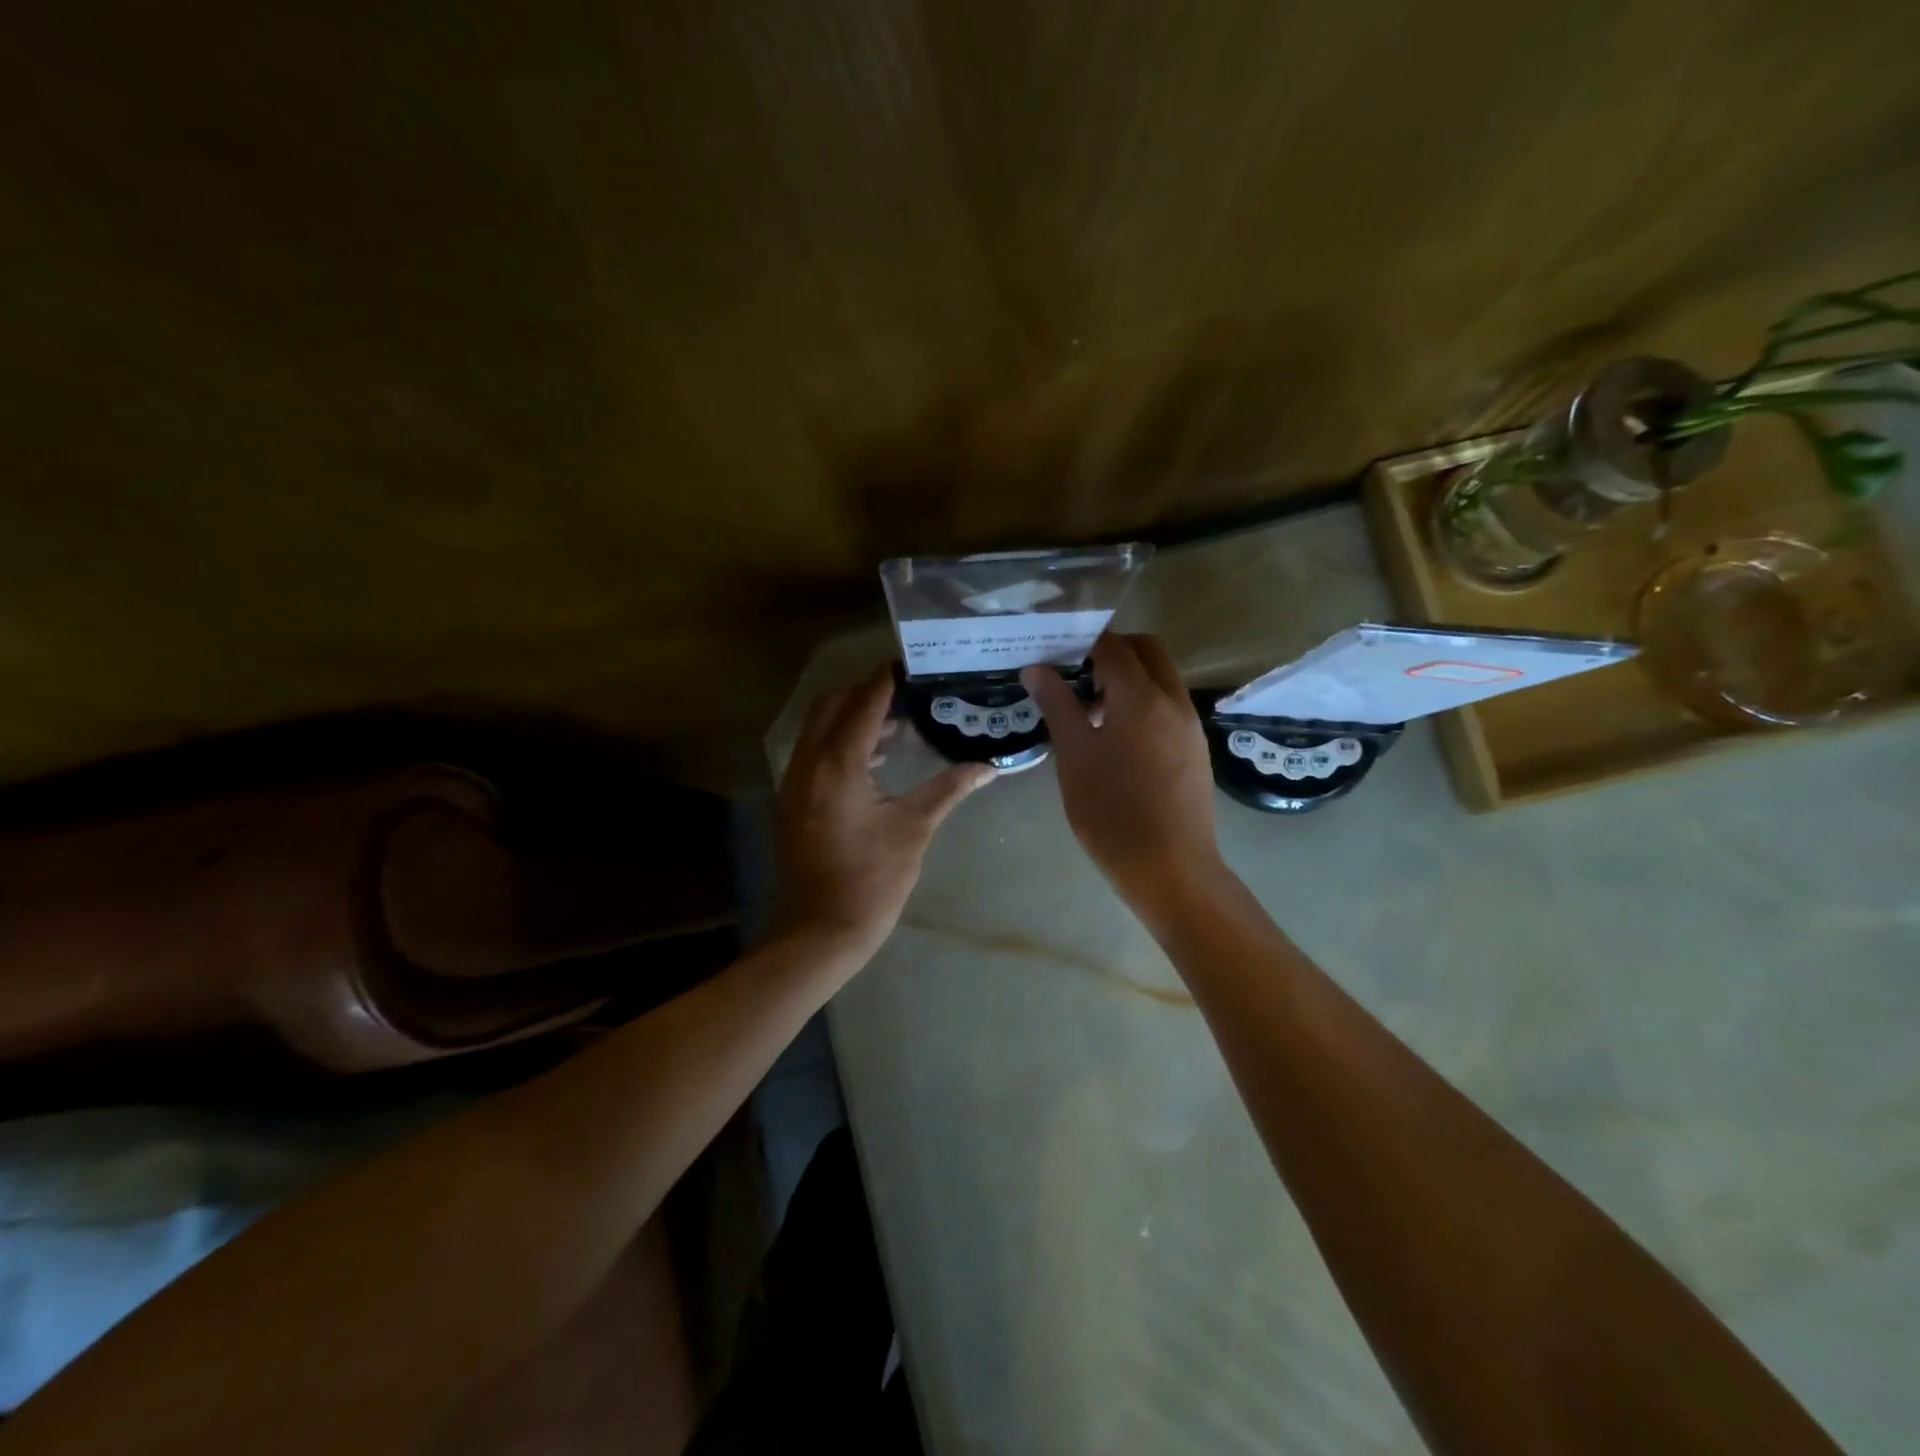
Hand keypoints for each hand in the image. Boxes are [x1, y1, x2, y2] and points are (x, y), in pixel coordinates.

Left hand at [771, 666, 994, 962]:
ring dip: (851, 716)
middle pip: (832, 704)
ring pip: (818, 727)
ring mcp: (794, 781)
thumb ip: (948, 789)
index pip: (864, 703)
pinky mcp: (793, 799)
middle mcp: (808, 763)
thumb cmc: (870, 881)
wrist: (818, 933)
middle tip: (906, 692)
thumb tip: (989, 766)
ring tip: (897, 721)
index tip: (912, 661)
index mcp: (838, 765)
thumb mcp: (914, 830)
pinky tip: (875, 759)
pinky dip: (840, 741)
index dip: (887, 679)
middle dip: (865, 691)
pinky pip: (814, 751)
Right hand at [1021, 633, 1223, 914]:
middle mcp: (1173, 701)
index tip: (1056, 654)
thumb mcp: (1074, 756)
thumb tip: (1036, 669)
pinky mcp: (1196, 749)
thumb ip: (1057, 706)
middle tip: (1077, 677)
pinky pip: (1169, 706)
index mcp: (1141, 698)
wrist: (1170, 869)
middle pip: (1147, 651)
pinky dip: (1144, 703)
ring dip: (1129, 679)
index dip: (1082, 642)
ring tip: (1092, 713)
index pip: (1113, 646)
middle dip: (1112, 652)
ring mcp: (1190, 725)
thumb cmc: (1111, 812)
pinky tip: (1117, 740)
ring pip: (1161, 678)